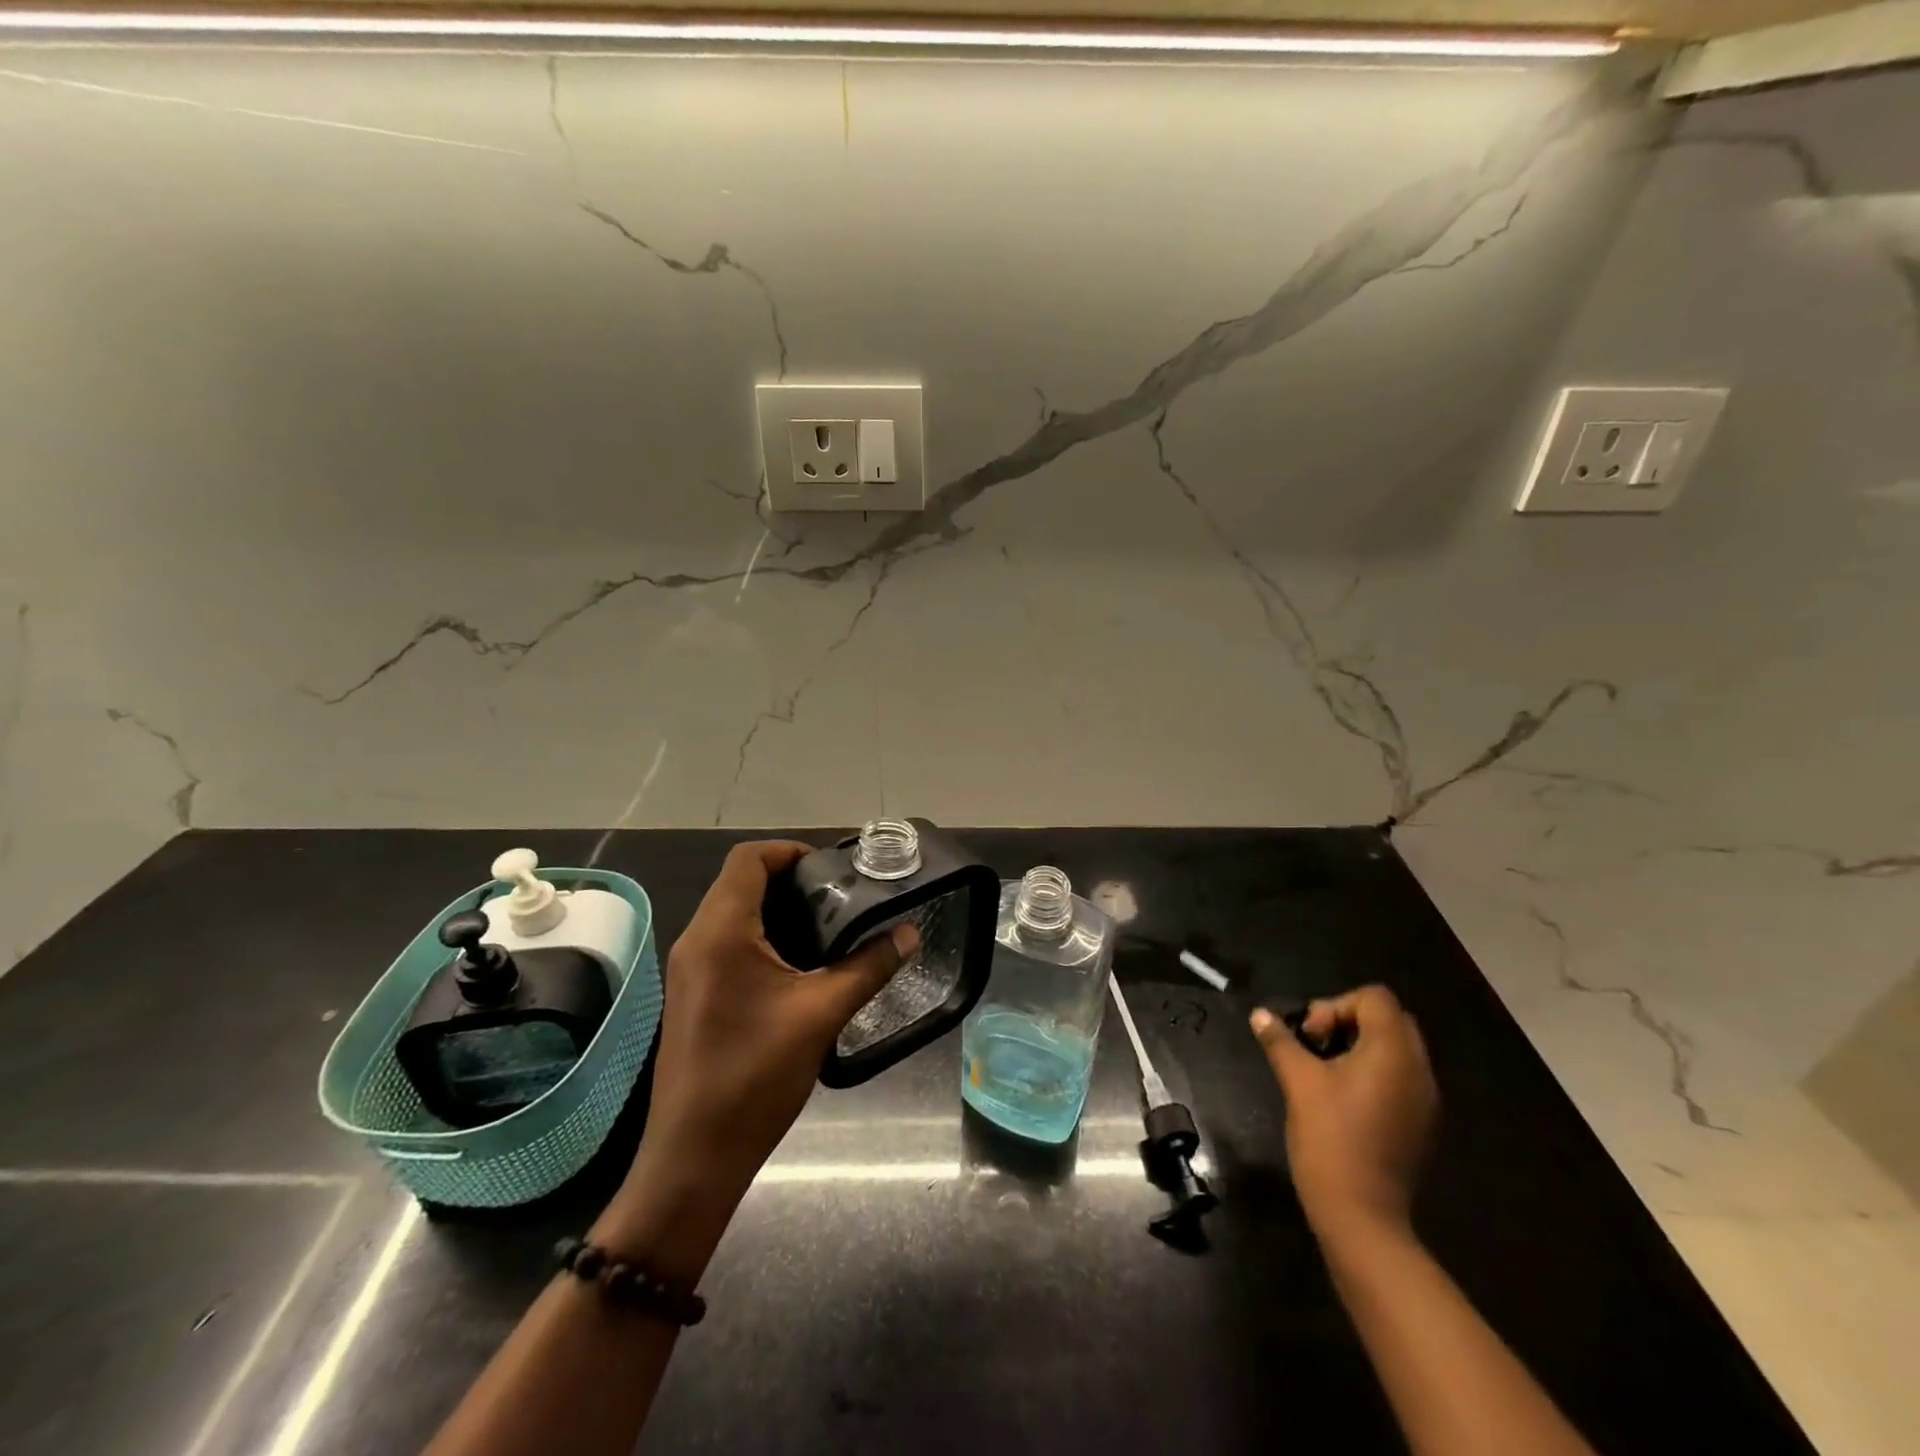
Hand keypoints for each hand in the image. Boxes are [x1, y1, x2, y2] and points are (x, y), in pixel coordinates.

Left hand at [615, 841, 917, 1219]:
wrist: (694, 1156)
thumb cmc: (755, 1076)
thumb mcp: (821, 1014)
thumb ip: (868, 967)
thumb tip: (910, 934)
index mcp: (720, 932)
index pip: (748, 859)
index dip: (790, 851)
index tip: (833, 870)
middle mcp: (697, 940)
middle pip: (740, 882)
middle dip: (790, 880)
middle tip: (840, 898)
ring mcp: (690, 969)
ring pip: (733, 913)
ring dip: (777, 910)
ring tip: (828, 927)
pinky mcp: (694, 993)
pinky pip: (727, 943)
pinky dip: (763, 937)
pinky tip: (800, 964)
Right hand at [1250, 986, 1437, 1239]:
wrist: (1363, 1217)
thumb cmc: (1331, 1138)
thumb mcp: (1298, 1082)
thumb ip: (1281, 1041)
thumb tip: (1260, 1014)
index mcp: (1394, 1053)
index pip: (1375, 998)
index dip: (1336, 1005)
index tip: (1310, 1036)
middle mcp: (1419, 1070)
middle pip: (1389, 1019)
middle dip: (1348, 1021)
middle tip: (1316, 1046)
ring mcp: (1425, 1099)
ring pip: (1396, 1049)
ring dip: (1360, 1047)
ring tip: (1325, 1072)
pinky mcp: (1420, 1123)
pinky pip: (1401, 1077)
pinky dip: (1373, 1073)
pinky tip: (1343, 1098)